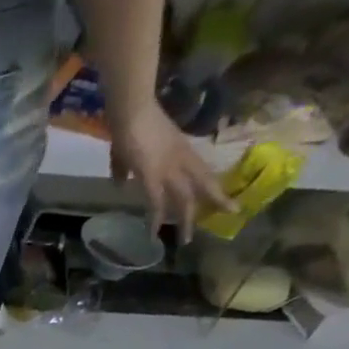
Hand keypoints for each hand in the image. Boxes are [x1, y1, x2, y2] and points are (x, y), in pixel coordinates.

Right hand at [108, 104, 234, 241]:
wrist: (132, 109)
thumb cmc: (131, 122)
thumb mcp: (128, 148)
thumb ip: (123, 167)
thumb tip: (118, 182)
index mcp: (181, 150)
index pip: (202, 171)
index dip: (211, 185)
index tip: (221, 197)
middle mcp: (182, 160)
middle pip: (205, 183)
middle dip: (217, 200)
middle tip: (231, 213)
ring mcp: (169, 168)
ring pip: (186, 197)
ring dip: (186, 219)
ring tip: (187, 240)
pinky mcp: (152, 176)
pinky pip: (157, 202)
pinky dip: (155, 219)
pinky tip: (153, 234)